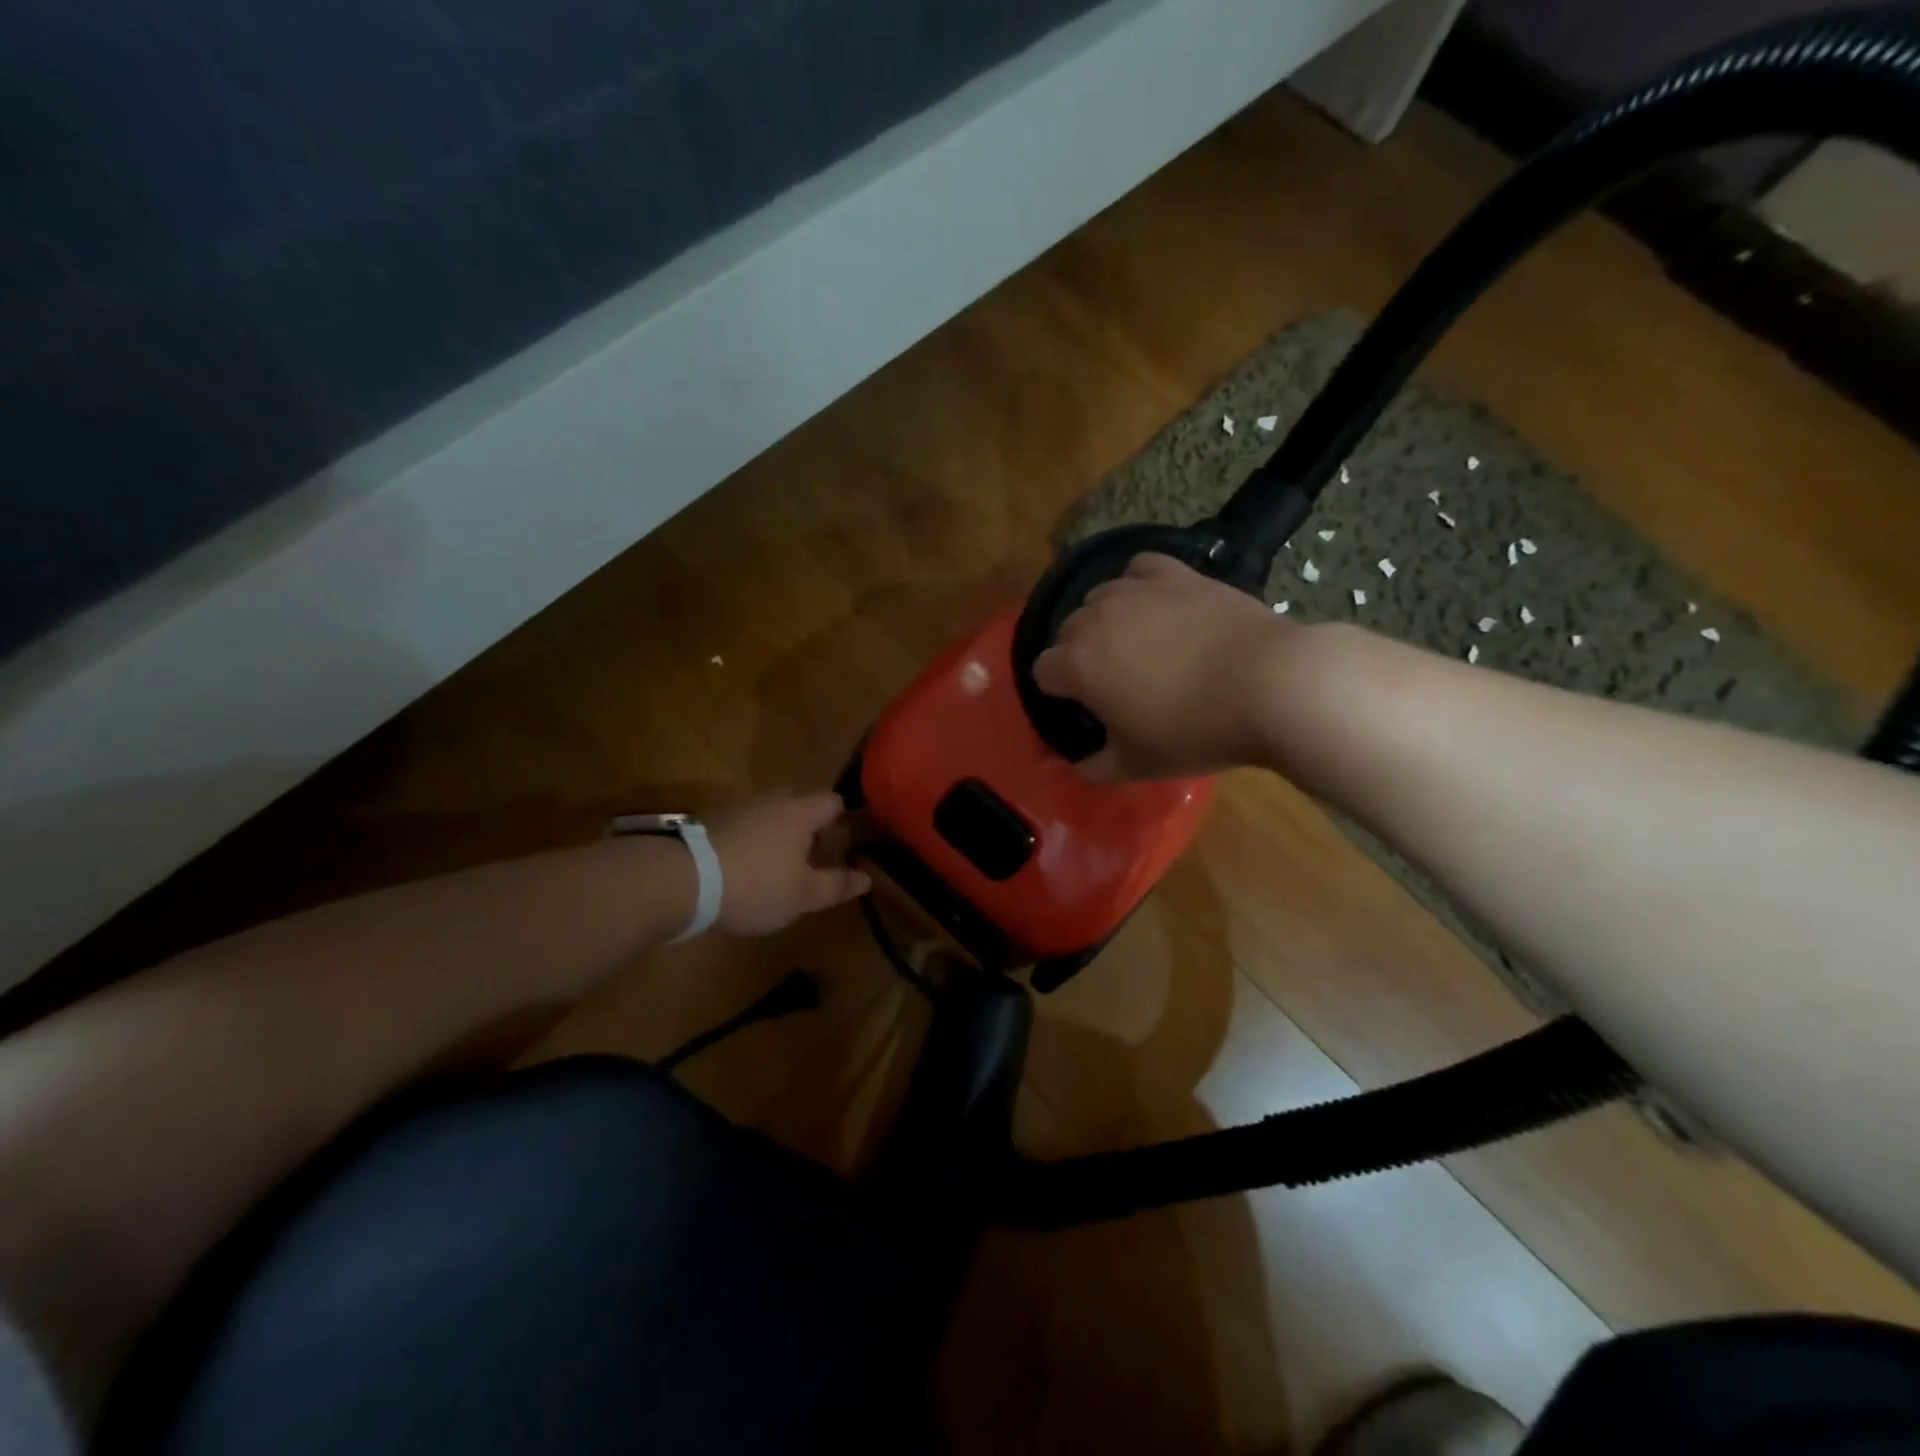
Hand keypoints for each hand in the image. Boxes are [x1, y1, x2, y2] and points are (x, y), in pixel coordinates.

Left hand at [704, 791, 870, 935]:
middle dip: (808, 824)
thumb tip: (866, 878)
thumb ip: (836, 885)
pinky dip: (749, 840)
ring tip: (776, 863)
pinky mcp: (708, 822)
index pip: (833, 802)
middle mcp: (770, 801)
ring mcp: (736, 808)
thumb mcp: (803, 895)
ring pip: (767, 813)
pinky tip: (744, 867)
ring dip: (775, 832)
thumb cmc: (755, 885)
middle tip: (812, 854)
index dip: (844, 819)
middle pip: (798, 802)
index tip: (847, 842)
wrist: (681, 880)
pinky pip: (741, 825)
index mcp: (800, 813)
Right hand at [1032, 553, 1294, 779]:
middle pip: (1067, 631)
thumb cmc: (1195, 730)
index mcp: (1079, 665)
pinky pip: (1139, 568)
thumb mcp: (1138, 764)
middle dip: (1078, 654)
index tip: (1083, 707)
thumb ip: (1094, 766)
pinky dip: (1138, 583)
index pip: (1043, 671)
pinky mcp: (1176, 574)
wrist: (1270, 685)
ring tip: (1134, 641)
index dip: (1057, 691)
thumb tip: (1072, 764)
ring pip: (1098, 597)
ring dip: (1104, 619)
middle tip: (1113, 681)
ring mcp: (1137, 590)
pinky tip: (1153, 601)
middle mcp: (1096, 619)